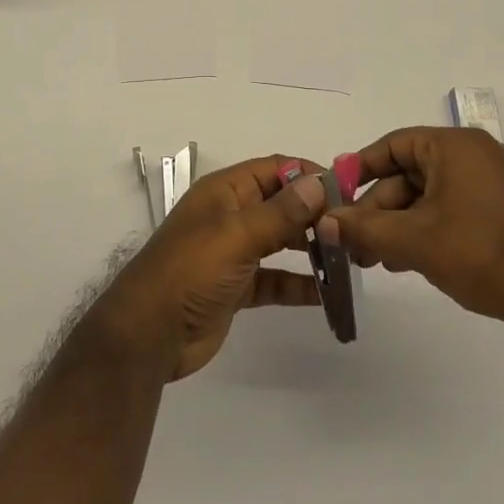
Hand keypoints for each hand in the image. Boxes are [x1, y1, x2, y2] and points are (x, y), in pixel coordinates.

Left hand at [93, 157, 326, 380]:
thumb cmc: (190, 271)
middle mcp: (230, 216)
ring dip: (310, 247)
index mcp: (224, 192)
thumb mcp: (236, 236)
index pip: (273, 169)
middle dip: (314, 213)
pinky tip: (329, 293)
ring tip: (349, 259)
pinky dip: (299, 283)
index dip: (308, 175)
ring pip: (279, 241)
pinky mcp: (236, 287)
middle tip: (354, 230)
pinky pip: (275, 279)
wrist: (149, 333)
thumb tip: (318, 184)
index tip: (348, 191)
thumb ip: (279, 213)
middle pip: (279, 204)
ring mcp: (232, 252)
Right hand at [324, 128, 503, 352]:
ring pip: (429, 198)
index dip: (360, 170)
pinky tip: (412, 262)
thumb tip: (323, 222)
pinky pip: (452, 211)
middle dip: (378, 210)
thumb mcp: (413, 240)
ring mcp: (493, 185)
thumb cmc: (482, 252)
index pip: (393, 146)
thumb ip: (364, 229)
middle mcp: (474, 156)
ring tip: (378, 261)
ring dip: (399, 226)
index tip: (336, 197)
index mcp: (454, 146)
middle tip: (354, 244)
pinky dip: (427, 232)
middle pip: (409, 174)